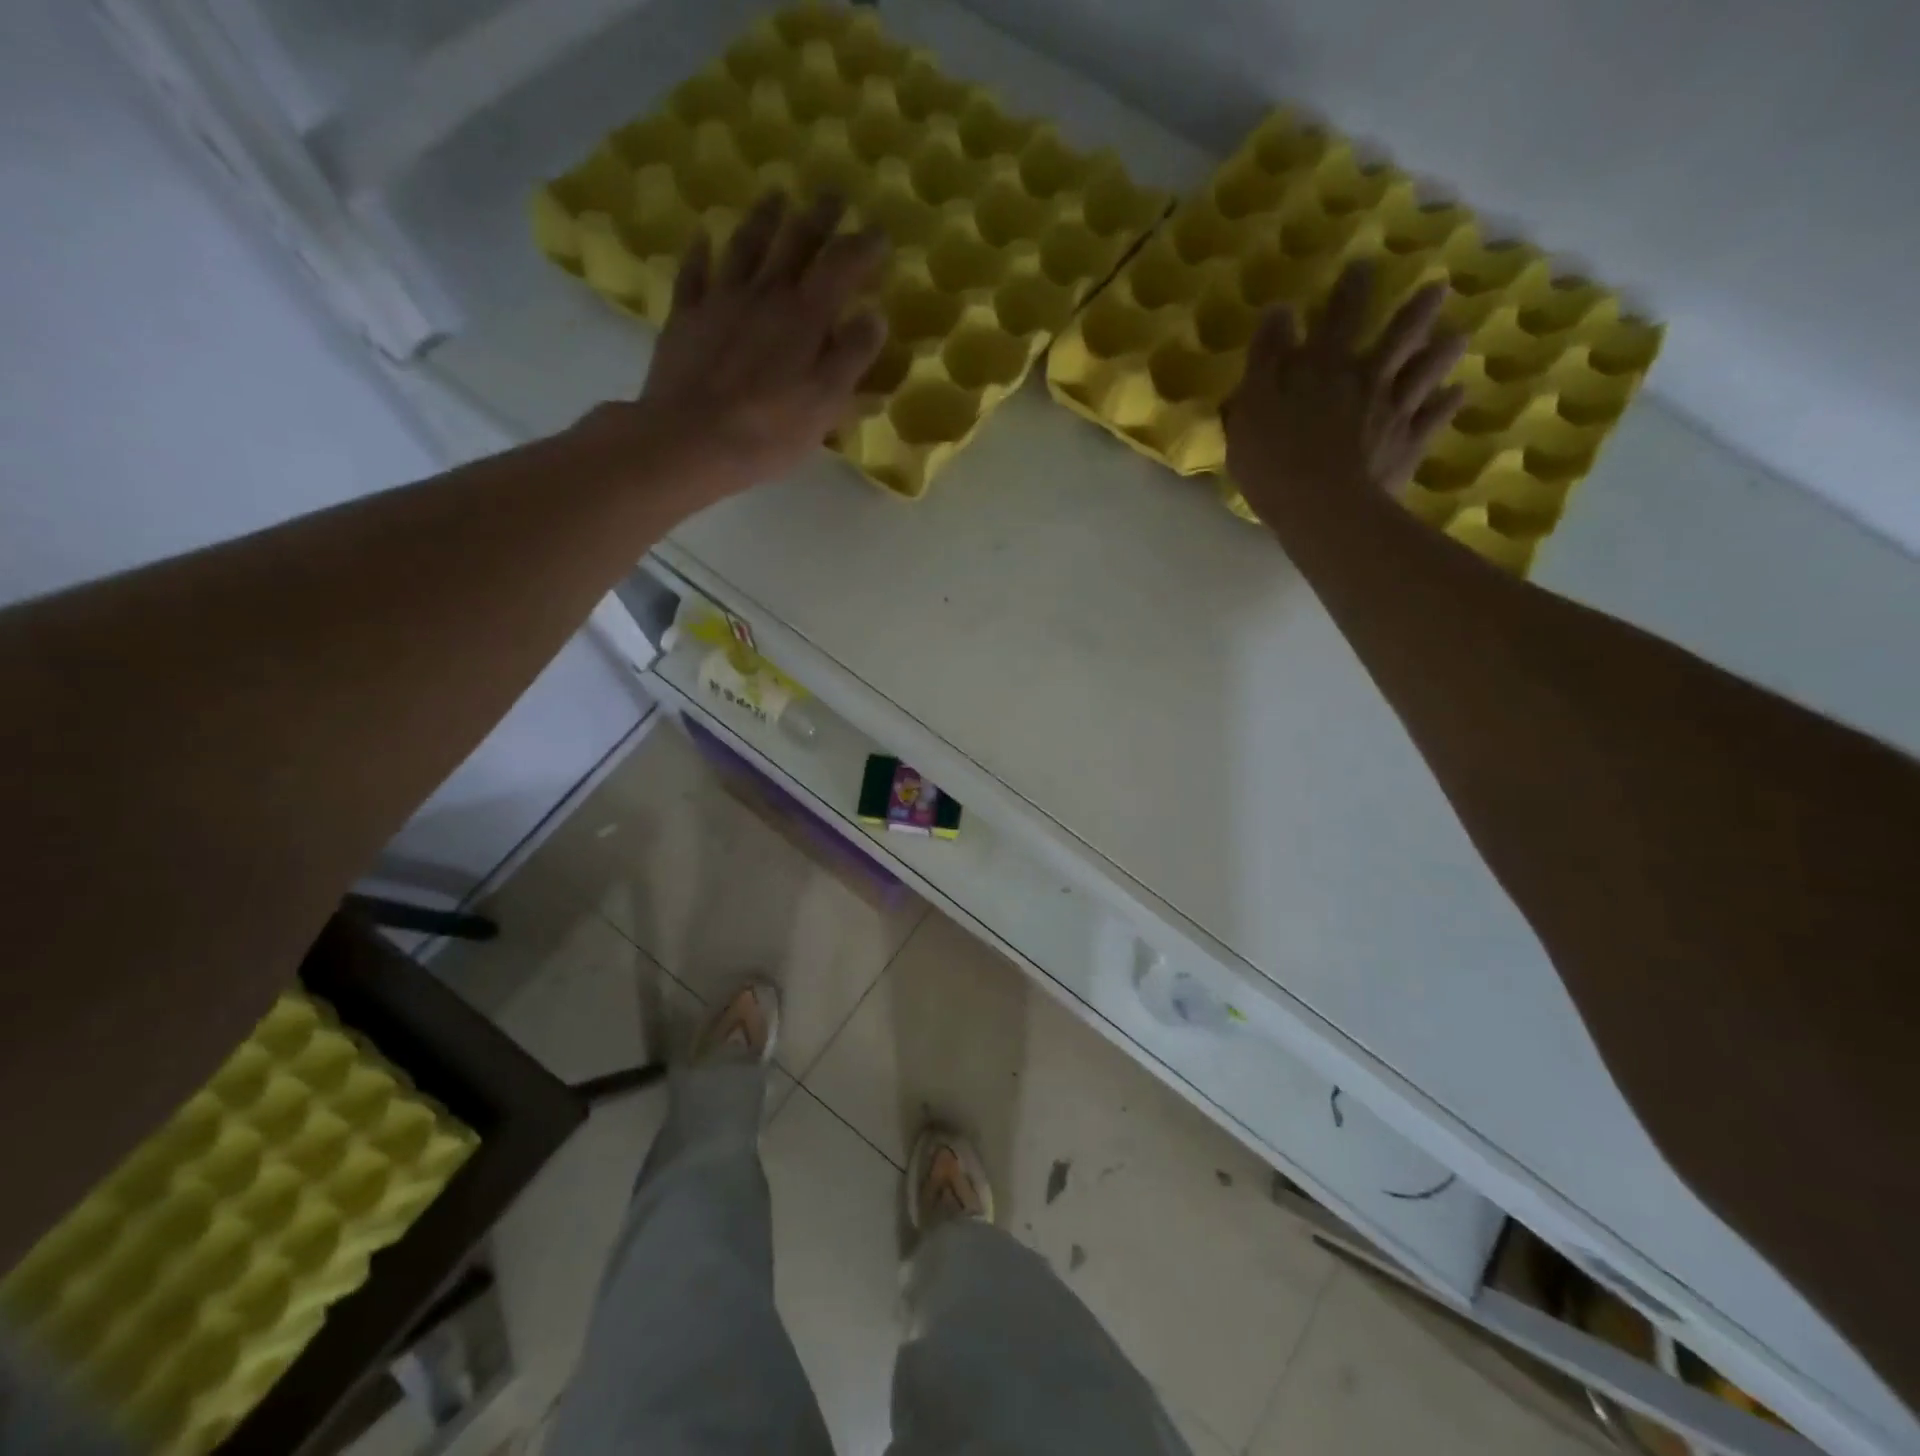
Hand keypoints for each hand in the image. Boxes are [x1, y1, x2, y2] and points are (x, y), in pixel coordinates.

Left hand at [626, 189, 888, 500]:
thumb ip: (852, 357)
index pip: (842, 266)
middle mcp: (765, 295)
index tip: (880, 233)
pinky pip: (694, 273)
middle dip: (819, 216)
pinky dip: (700, 252)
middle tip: (833, 195)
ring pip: (745, 246)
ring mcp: (721, 301)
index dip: (863, 246)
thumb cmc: (770, 430)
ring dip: (764, 218)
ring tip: (777, 197)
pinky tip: (703, 237)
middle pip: (795, 242)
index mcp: (806, 317)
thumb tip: (873, 316)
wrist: (690, 440)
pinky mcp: (686, 318)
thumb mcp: (826, 403)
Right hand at [1225, 261, 1465, 533]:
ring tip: (1457, 335)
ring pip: (1422, 373)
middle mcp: (1365, 380)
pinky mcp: (1405, 446)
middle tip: (1438, 286)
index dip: (1348, 291)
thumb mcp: (1252, 406)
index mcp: (1322, 368)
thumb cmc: (1274, 461)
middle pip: (1394, 337)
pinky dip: (1445, 405)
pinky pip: (1431, 420)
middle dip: (1413, 311)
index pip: (1337, 318)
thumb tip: (1279, 310)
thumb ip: (1264, 358)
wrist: (1322, 508)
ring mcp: (1392, 412)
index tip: (1363, 263)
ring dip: (1439, 353)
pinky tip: (1456, 394)